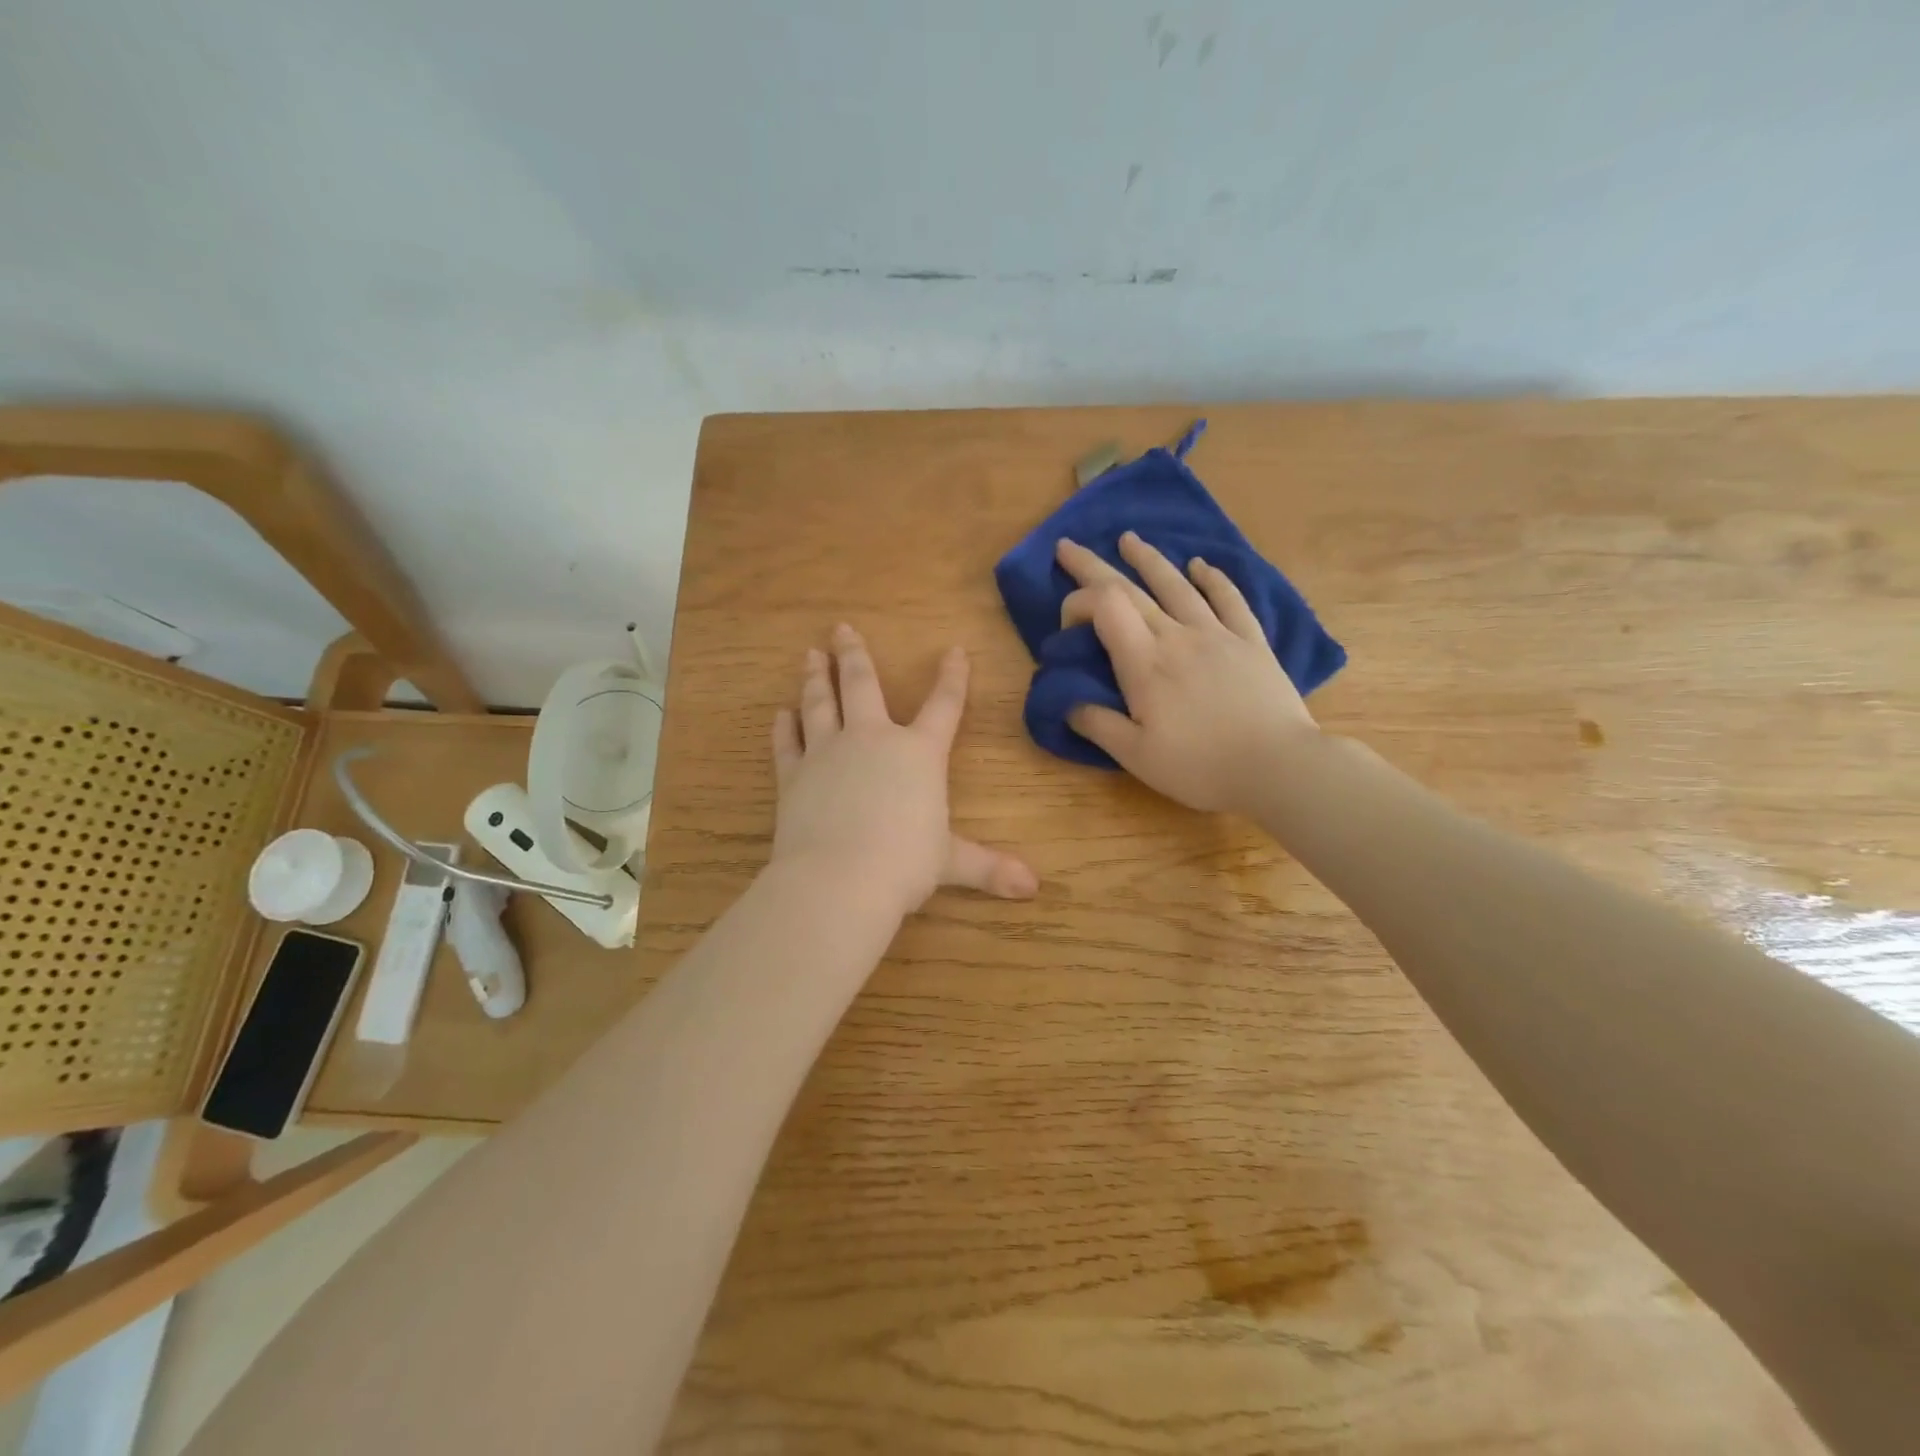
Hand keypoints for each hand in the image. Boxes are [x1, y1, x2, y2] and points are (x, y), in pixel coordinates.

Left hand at [769, 624, 1038, 915]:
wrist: (839, 878)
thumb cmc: (904, 864)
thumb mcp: (950, 863)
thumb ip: (988, 867)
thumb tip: (1033, 887)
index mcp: (918, 754)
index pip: (943, 706)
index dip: (953, 677)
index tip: (955, 650)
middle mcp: (872, 740)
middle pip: (863, 685)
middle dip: (855, 654)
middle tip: (842, 627)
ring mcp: (827, 753)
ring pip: (820, 703)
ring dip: (816, 677)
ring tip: (811, 653)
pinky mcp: (794, 775)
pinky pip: (787, 743)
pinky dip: (783, 728)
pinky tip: (780, 714)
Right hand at [1057, 532, 1320, 813]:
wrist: (1278, 766)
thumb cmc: (1201, 766)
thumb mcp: (1136, 756)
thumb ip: (1097, 724)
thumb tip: (1066, 701)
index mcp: (1145, 662)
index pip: (1103, 607)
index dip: (1077, 603)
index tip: (1067, 628)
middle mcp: (1177, 636)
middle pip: (1129, 589)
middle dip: (1092, 566)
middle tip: (1068, 546)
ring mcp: (1217, 634)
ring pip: (1176, 584)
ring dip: (1148, 559)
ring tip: (1129, 539)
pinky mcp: (1250, 641)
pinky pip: (1229, 599)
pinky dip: (1212, 578)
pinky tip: (1201, 565)